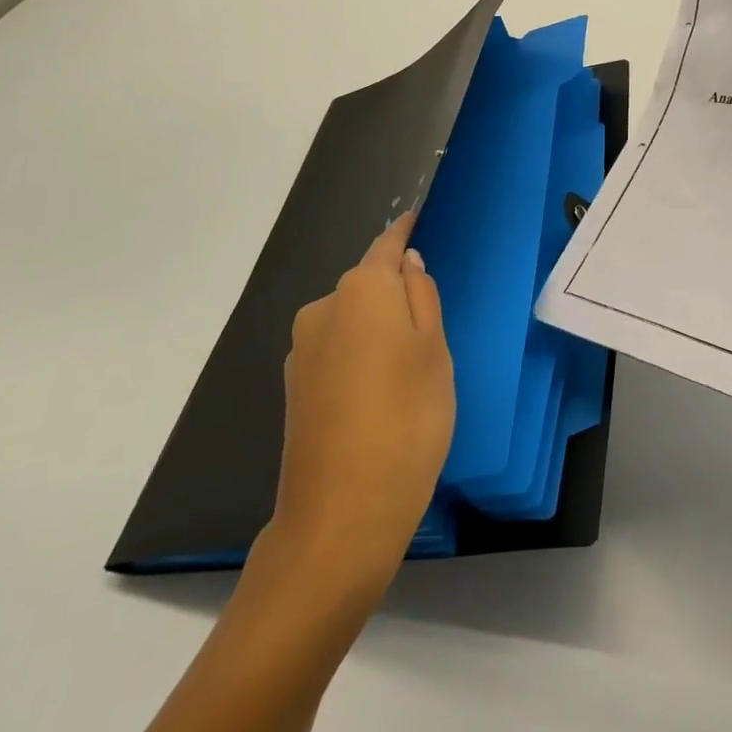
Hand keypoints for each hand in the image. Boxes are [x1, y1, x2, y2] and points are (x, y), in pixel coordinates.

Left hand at [258, 213, 454, 620]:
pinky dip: (362, 354)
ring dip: (380, 325)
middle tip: (436, 317)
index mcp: (361, 292)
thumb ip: (423, 298)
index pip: (385, 246)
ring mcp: (302, 351)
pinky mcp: (295, 388)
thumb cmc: (407, 419)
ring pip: (352, 318)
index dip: (404, 232)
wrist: (342, 514)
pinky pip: (338, 349)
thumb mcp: (435, 351)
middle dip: (396, 288)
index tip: (419, 217)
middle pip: (367, 283)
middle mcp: (323, 310)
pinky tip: (383, 387)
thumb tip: (407, 265)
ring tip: (414, 360)